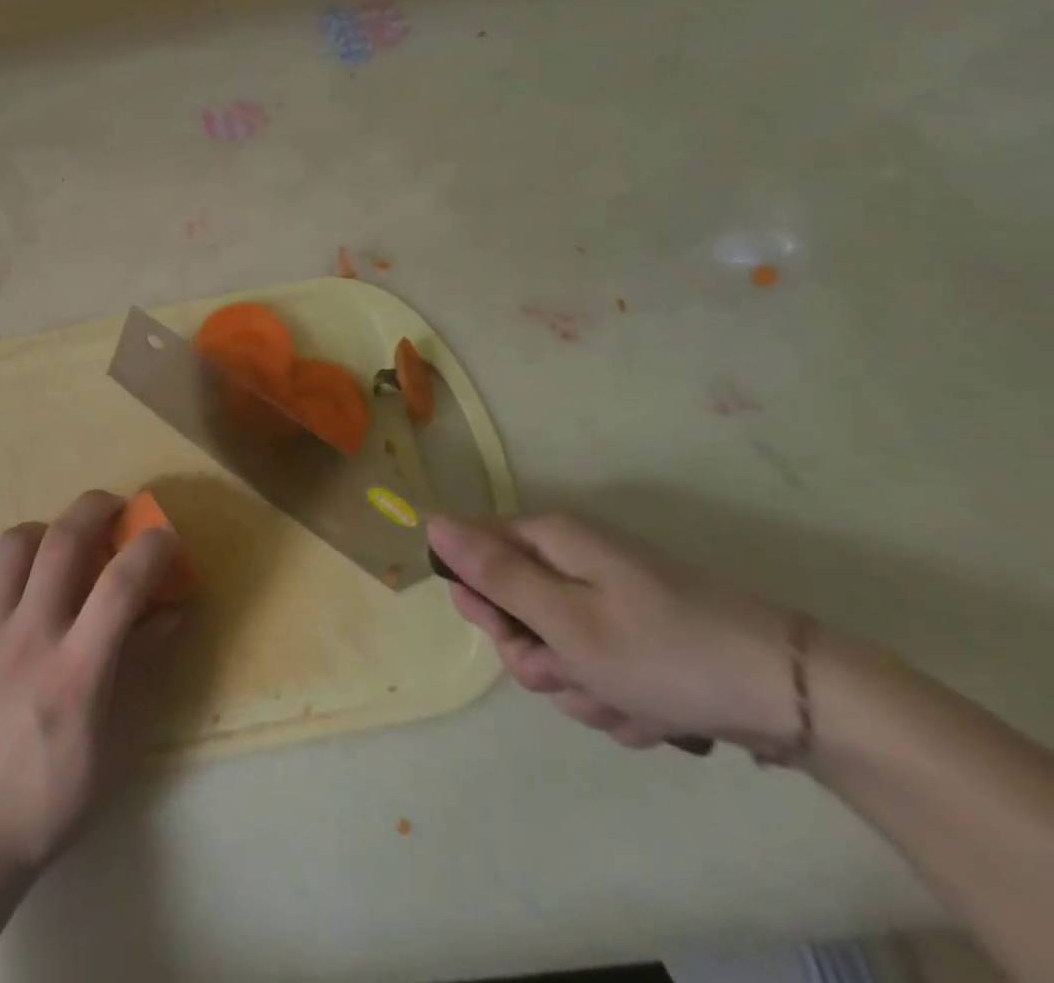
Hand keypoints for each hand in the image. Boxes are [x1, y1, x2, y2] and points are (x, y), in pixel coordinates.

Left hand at [0, 489, 177, 879]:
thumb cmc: (52, 795)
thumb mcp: (113, 744)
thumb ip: (138, 668)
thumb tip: (170, 613)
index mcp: (76, 673)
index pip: (121, 586)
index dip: (149, 548)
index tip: (163, 535)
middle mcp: (27, 639)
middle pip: (63, 541)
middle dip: (95, 508)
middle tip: (112, 507)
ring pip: (13, 544)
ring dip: (45, 532)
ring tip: (56, 546)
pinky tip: (10, 582)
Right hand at [427, 513, 801, 750]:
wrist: (801, 700)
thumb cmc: (666, 652)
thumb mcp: (564, 620)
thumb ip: (492, 573)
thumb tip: (431, 519)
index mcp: (553, 540)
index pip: (475, 553)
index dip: (481, 599)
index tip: (511, 635)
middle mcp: (577, 558)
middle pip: (516, 606)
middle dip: (538, 655)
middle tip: (573, 675)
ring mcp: (614, 598)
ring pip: (558, 647)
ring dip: (581, 686)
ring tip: (627, 704)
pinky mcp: (646, 636)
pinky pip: (601, 667)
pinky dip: (618, 697)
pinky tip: (654, 714)